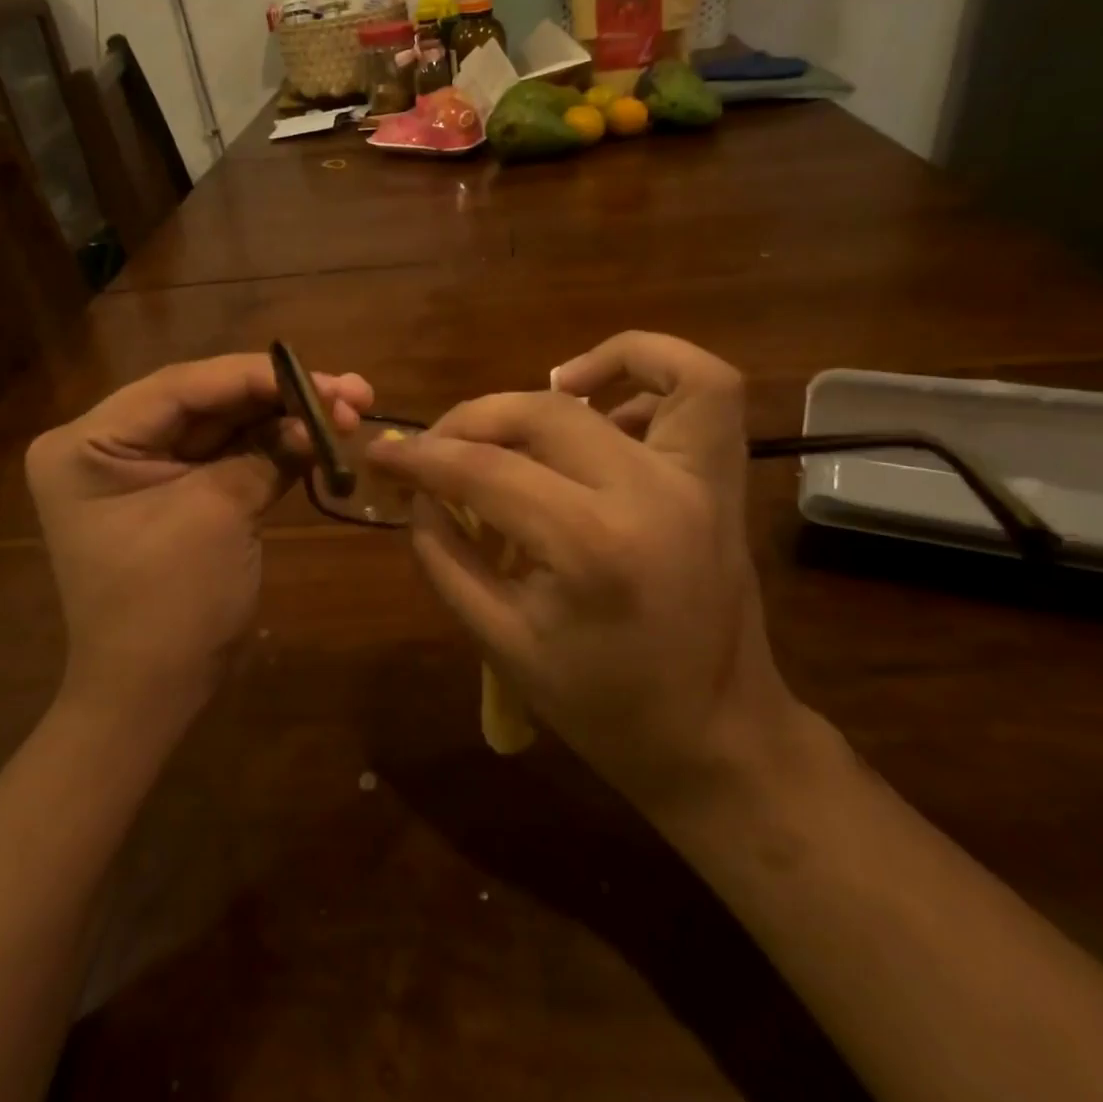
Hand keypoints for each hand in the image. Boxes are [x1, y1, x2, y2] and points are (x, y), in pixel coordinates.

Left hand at [26, 355, 372, 716]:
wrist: (154, 694)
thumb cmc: (169, 605)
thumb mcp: (217, 515)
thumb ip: (267, 454)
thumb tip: (322, 417)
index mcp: (89, 443)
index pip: (181, 387)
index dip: (255, 377)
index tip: (321, 378)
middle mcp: (111, 445)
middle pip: (208, 402)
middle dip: (280, 397)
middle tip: (350, 392)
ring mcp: (147, 469)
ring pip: (227, 426)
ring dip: (287, 419)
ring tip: (352, 409)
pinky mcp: (181, 493)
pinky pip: (232, 457)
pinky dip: (277, 449)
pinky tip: (323, 439)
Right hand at [367, 332, 797, 810]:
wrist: (715, 737)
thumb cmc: (603, 705)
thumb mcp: (500, 642)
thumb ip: (445, 555)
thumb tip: (417, 492)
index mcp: (591, 546)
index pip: (485, 471)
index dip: (421, 457)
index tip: (380, 453)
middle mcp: (651, 492)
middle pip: (544, 413)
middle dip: (472, 418)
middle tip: (438, 446)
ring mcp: (700, 479)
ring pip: (656, 371)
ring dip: (588, 364)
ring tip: (540, 393)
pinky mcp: (722, 479)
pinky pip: (708, 390)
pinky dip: (655, 372)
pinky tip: (605, 405)